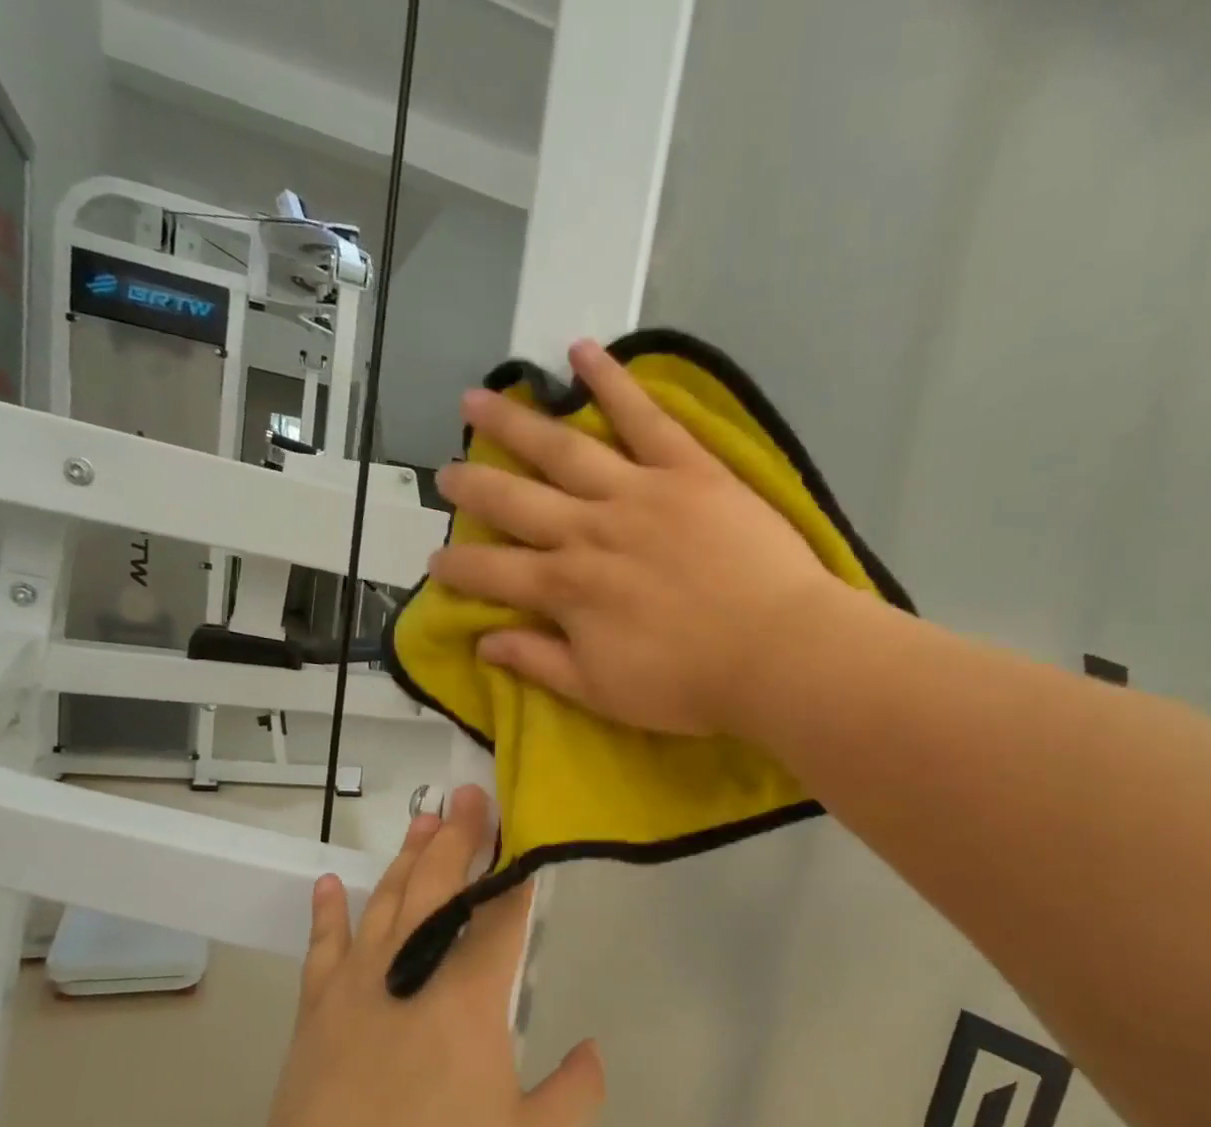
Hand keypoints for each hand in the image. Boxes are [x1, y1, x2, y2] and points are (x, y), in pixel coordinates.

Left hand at [262, 785, 605, 1126]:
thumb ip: (575, 1095)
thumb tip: (592, 1049)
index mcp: (469, 997)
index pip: (501, 917)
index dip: (515, 874)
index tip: (520, 835)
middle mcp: (415, 971)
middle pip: (441, 886)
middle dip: (459, 836)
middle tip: (469, 795)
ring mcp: (360, 983)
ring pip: (388, 901)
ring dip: (408, 857)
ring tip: (423, 818)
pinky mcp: (318, 1007)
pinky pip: (324, 945)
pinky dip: (328, 911)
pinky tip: (331, 883)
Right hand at [431, 339, 843, 738]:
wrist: (777, 652)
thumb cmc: (688, 684)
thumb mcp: (601, 691)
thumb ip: (538, 662)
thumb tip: (482, 644)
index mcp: (566, 589)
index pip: (493, 575)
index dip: (457, 570)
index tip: (433, 562)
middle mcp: (588, 530)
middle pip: (515, 501)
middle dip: (473, 487)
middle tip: (445, 472)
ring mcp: (637, 492)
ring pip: (562, 448)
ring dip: (514, 423)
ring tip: (477, 399)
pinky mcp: (687, 469)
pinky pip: (643, 416)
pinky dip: (611, 380)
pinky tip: (579, 352)